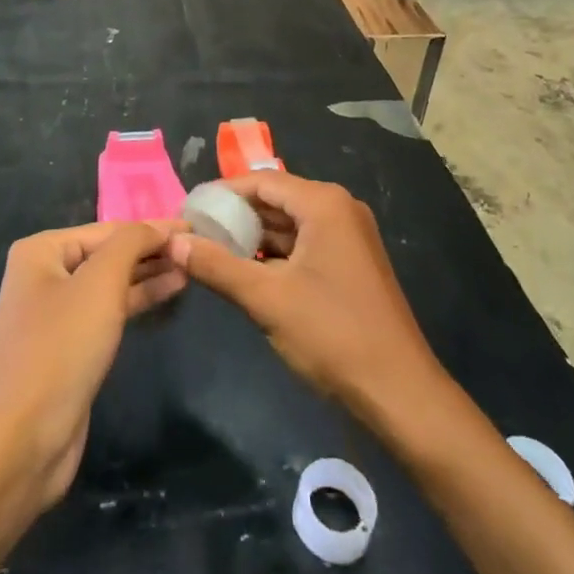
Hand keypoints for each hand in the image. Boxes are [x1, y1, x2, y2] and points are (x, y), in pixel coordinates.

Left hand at [0, 221, 185, 512]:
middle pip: (108, 254)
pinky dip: (137, 301)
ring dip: (148, 276)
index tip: (194, 227)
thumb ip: (132, 244)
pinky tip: (168, 293)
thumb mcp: (100, 283)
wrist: (20, 443)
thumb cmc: (60, 348)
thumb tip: (160, 227)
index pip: (108, 229)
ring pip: (110, 284)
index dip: (152, 228)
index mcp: (41, 251)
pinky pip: (108, 313)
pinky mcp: (68, 349)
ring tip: (190, 269)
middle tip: (196, 249)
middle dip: (150, 251)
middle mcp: (43, 276)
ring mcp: (54, 315)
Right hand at [167, 174, 441, 418]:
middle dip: (236, 216)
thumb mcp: (266, 299)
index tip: (188, 210)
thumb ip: (216, 266)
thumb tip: (174, 241)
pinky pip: (305, 243)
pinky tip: (247, 272)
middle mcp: (339, 208)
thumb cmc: (332, 334)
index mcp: (323, 203)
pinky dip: (276, 254)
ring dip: (254, 237)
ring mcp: (349, 235)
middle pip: (276, 199)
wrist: (399, 392)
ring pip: (290, 224)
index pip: (261, 181)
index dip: (221, 193)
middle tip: (194, 232)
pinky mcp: (351, 261)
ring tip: (211, 252)